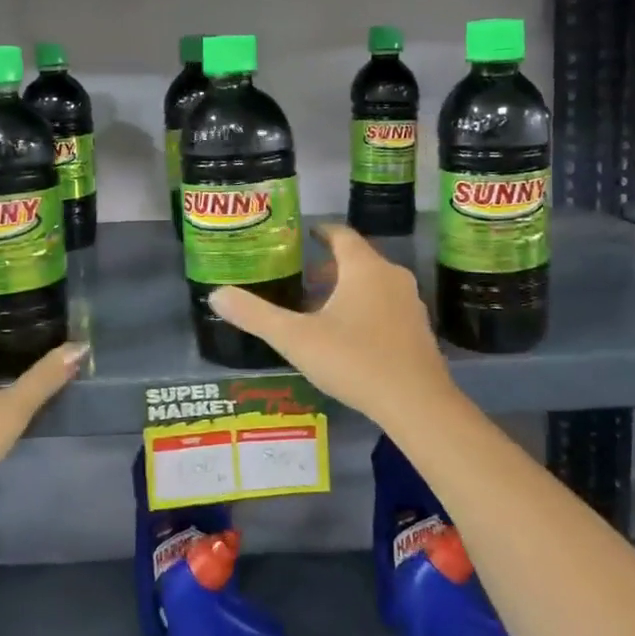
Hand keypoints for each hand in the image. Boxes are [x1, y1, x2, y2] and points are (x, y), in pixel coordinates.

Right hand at [209, 224, 458, 432]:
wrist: (417, 404)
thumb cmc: (354, 360)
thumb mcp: (295, 338)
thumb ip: (255, 315)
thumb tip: (216, 294)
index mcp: (363, 267)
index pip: (340, 234)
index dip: (320, 231)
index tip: (303, 234)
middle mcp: (391, 276)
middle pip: (357, 259)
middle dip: (328, 266)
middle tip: (300, 278)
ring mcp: (410, 303)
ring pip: (372, 284)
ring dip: (346, 289)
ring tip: (318, 309)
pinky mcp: (419, 330)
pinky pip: (386, 306)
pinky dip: (364, 308)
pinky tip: (347, 336)